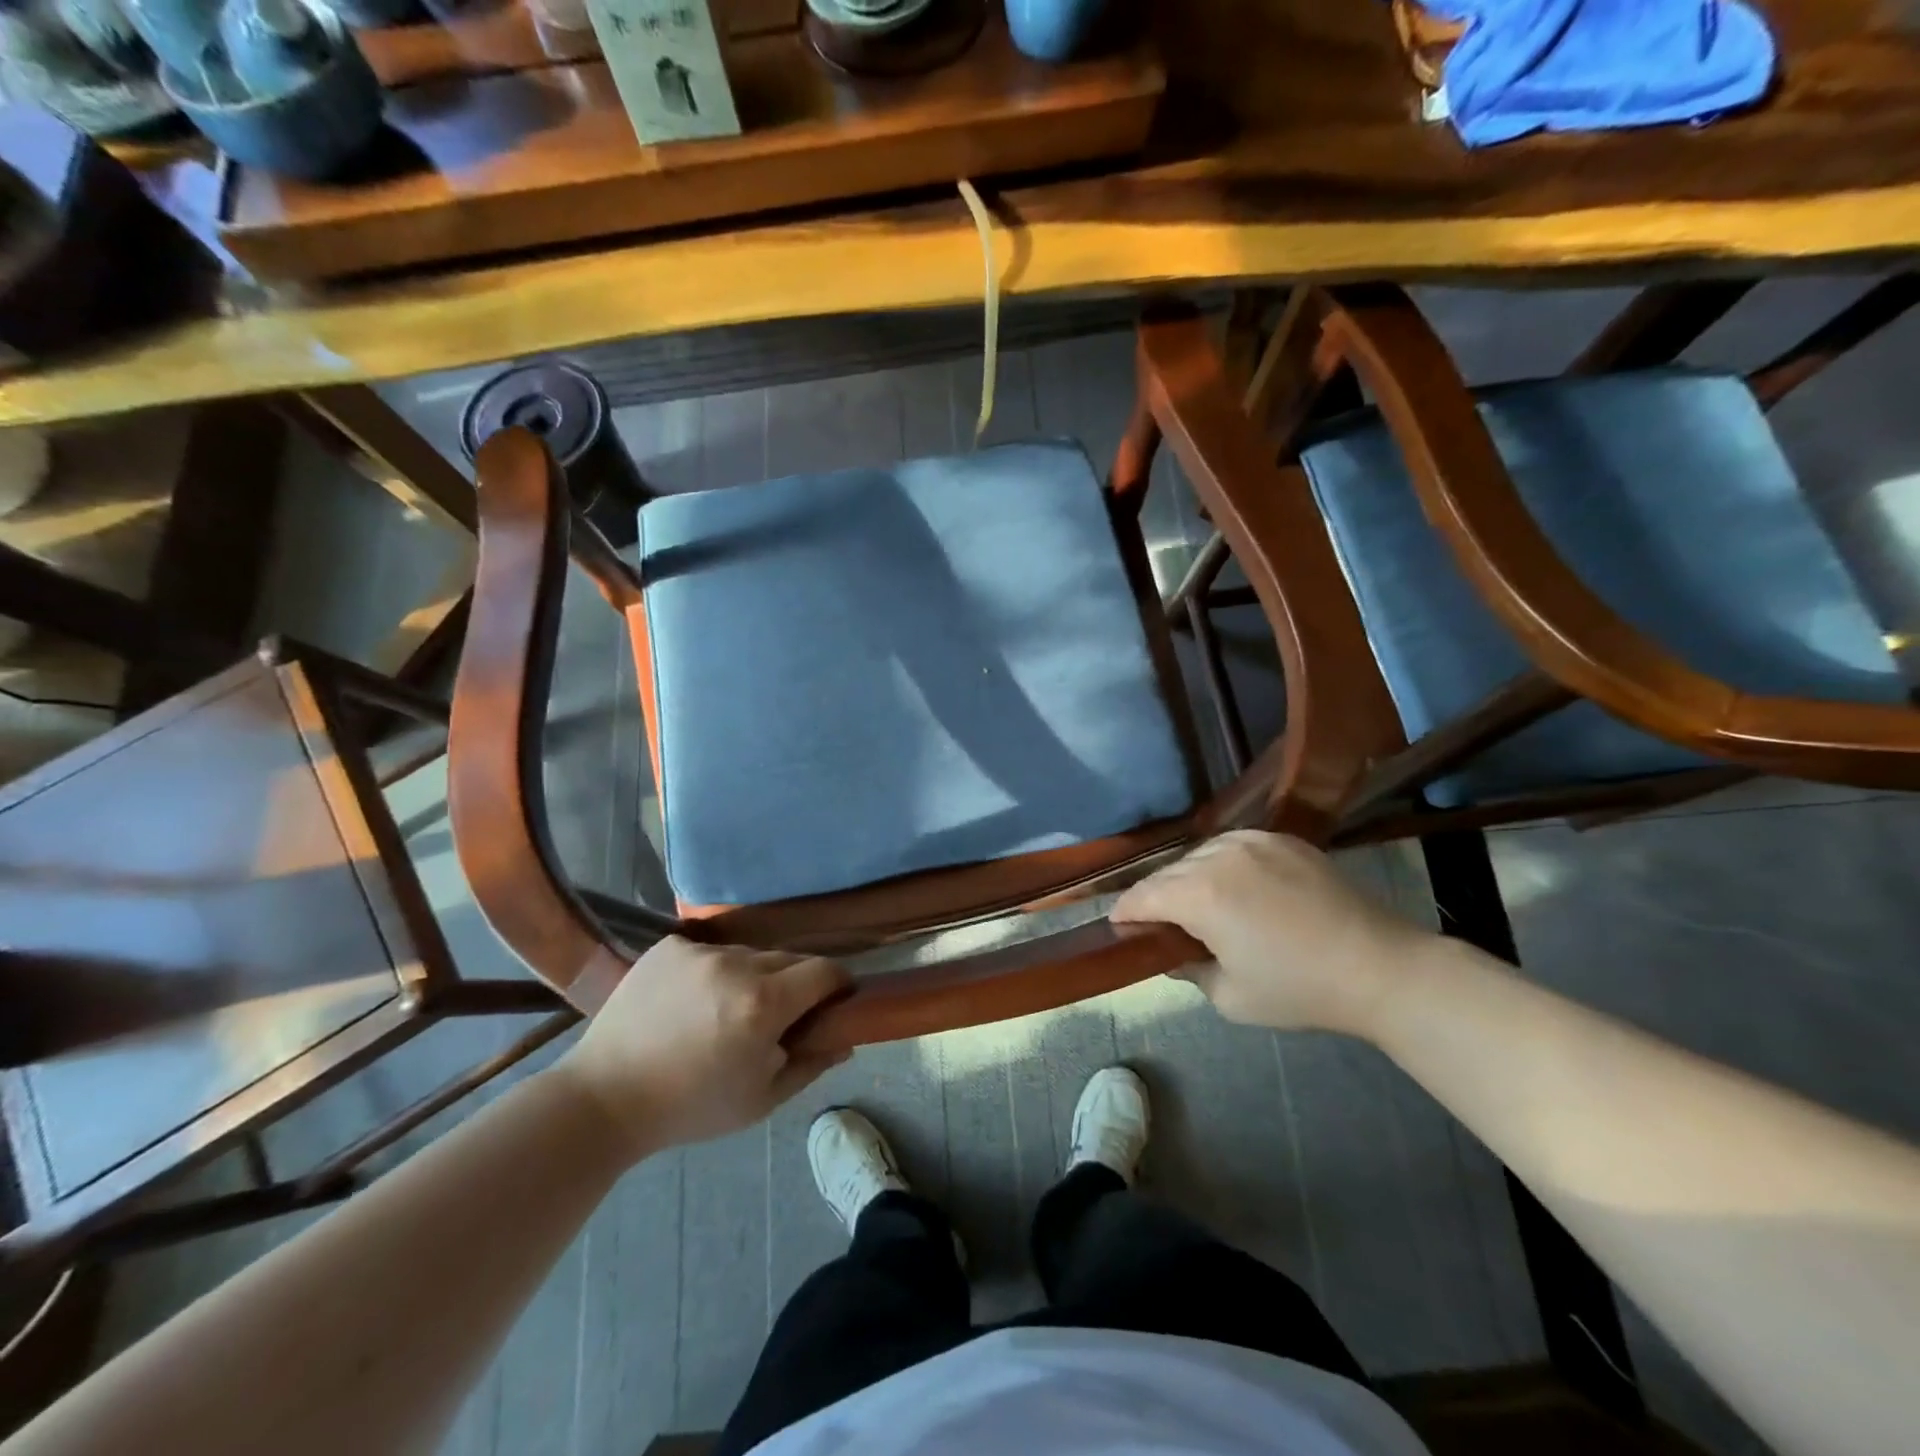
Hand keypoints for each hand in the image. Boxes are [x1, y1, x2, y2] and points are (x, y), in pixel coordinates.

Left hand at [555, 937, 850, 1159]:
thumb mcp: (761, 1100)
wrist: (604, 1098)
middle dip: (794, 984)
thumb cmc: (690, 1107)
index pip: (824, 971)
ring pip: (748, 954)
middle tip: (777, 1016)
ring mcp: (699, 951)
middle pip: (789, 959)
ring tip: (726, 1010)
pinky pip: (710, 950)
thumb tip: (846, 1039)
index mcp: (764, 1004)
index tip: (834, 1001)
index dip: (837, 984)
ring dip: (752, 976)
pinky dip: (712, 971)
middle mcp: (736, 964)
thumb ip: (811, 1064)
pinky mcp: (669, 946)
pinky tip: (692, 1001)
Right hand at [1112, 830, 1433, 1036]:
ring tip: (1196, 903)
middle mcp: (1219, 856)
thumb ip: (1187, 970)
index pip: (1143, 896)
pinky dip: (1220, 863)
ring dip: (1187, 877)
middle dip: (1155, 896)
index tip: (1118, 926)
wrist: (1379, 967)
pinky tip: (1231, 884)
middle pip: (1168, 872)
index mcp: (1201, 895)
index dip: (1125, 912)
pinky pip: (1232, 845)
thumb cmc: (1299, 989)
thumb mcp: (1229, 996)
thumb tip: (1171, 953)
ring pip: (1198, 854)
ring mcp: (1253, 841)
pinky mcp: (1282, 839)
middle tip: (1157, 922)